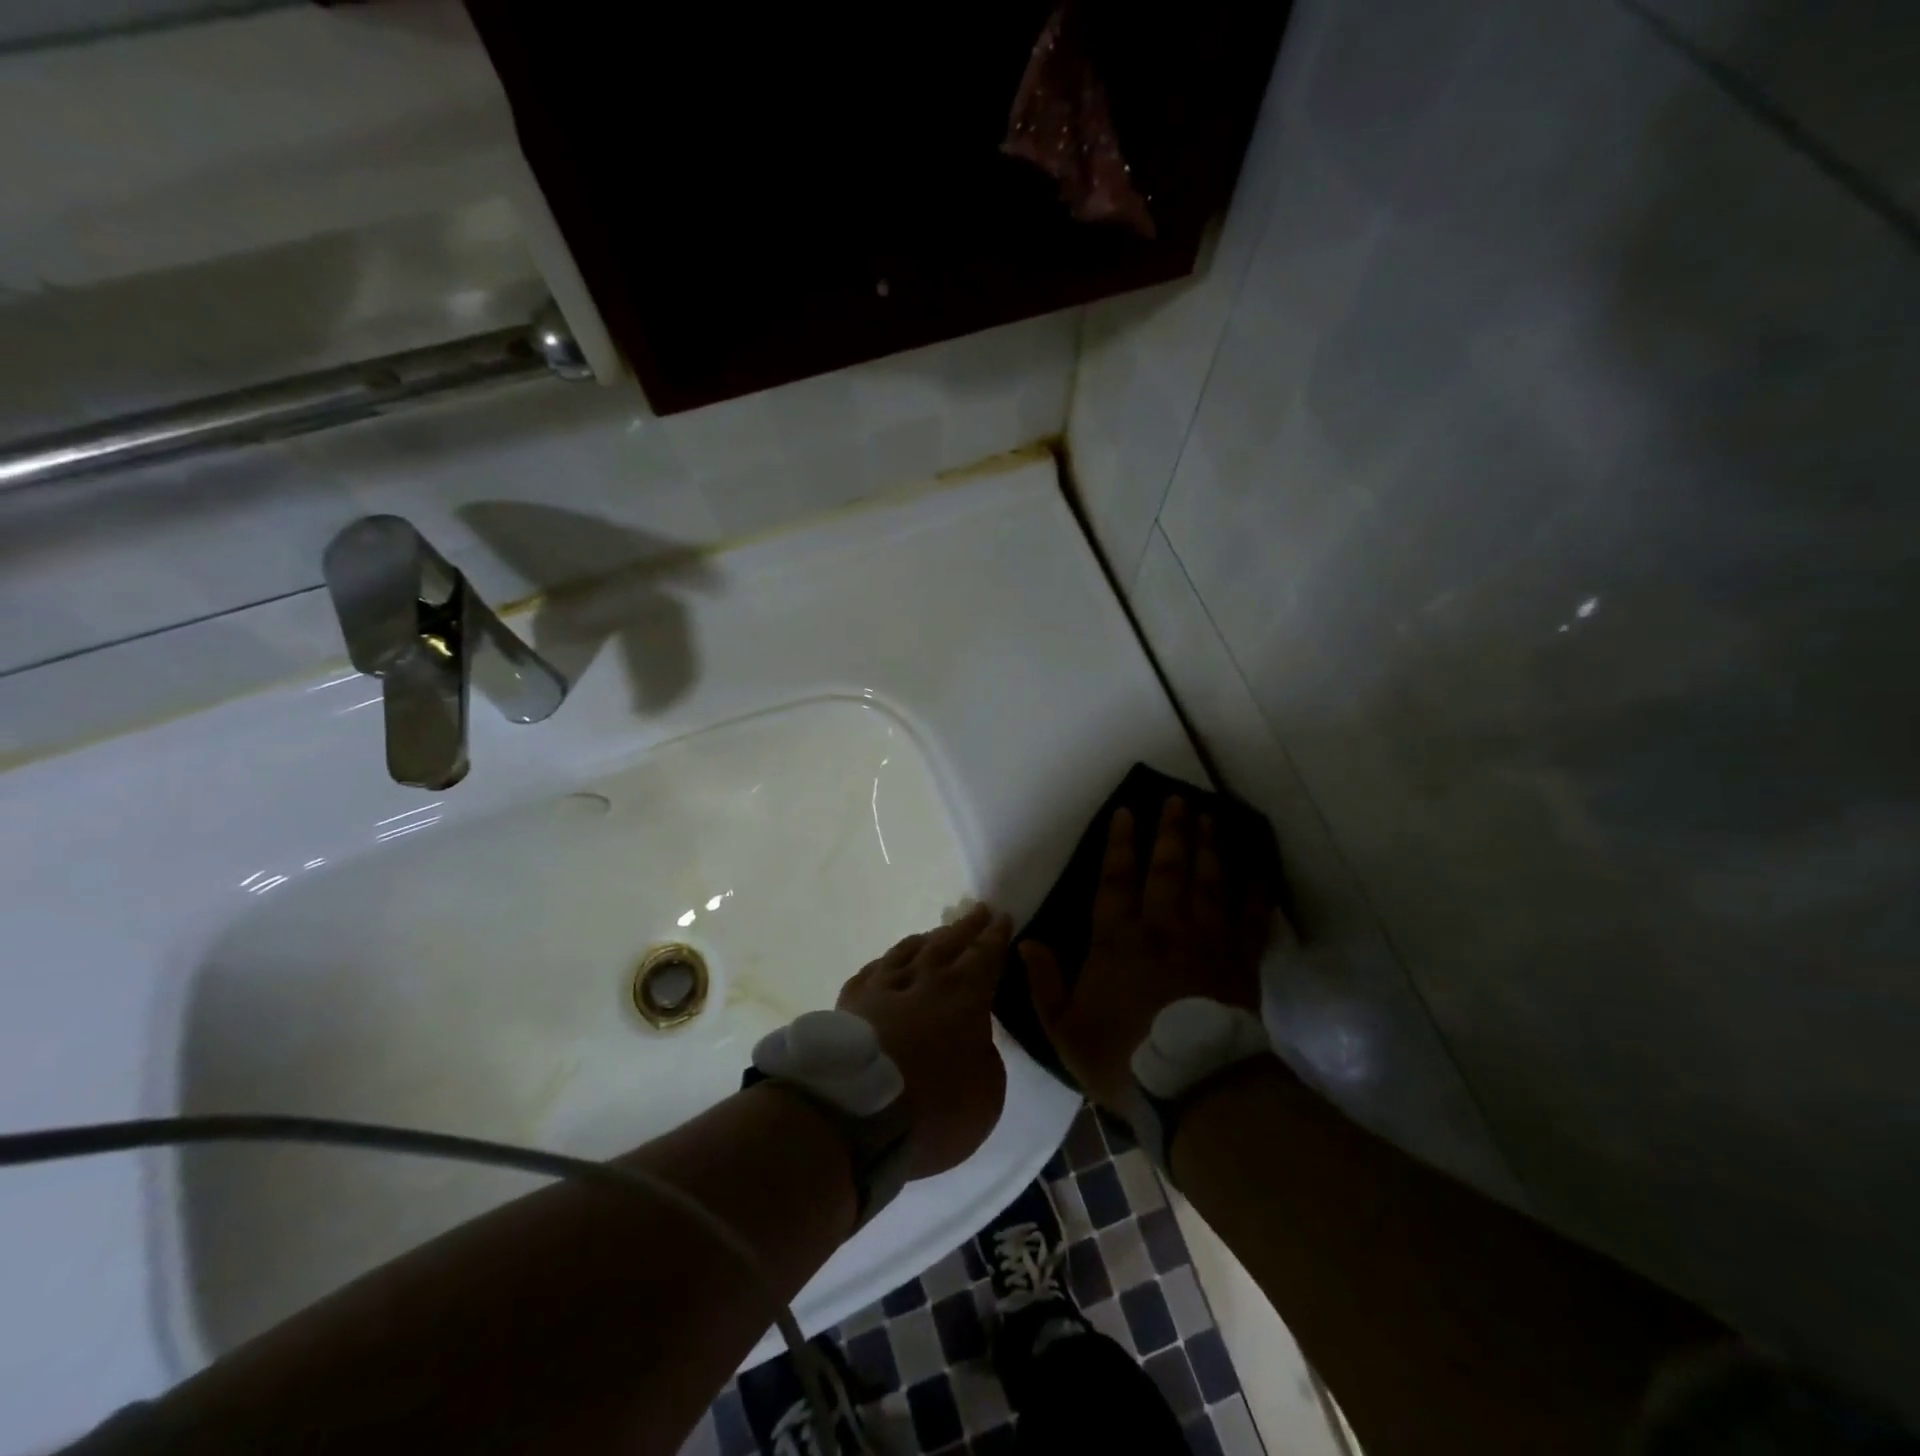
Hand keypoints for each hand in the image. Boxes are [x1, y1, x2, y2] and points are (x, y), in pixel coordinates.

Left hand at [839, 904, 1009, 1178]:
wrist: (856, 1112)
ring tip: (937, 934)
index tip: (1002, 916)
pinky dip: (887, 963)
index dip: (996, 936)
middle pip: (948, 942)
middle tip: (979, 911)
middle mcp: (925, 979)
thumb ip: (987, 1058)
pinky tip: (887, 964)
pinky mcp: (850, 1002)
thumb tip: (977, 1040)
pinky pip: (873, 970)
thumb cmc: (934, 1106)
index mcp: (964, 994)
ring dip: (928, 938)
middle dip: (967, 927)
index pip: (985, 955)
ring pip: (908, 950)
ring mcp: (883, 987)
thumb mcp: (987, 1094)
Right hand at [1023, 798, 1270, 1110]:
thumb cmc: (1122, 1057)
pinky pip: (1251, 914)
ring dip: (1208, 846)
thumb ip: (1045, 983)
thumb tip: (1025, 943)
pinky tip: (1258, 865)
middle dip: (1171, 832)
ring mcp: (1205, 939)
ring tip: (1210, 817)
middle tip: (1178, 799)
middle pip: (1167, 869)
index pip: (1116, 880)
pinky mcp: (1240, 958)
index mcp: (1117, 940)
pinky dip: (1256, 887)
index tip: (1127, 812)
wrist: (1194, 1087)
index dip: (1120, 844)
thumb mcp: (1065, 1029)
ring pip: (1208, 881)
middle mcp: (1162, 927)